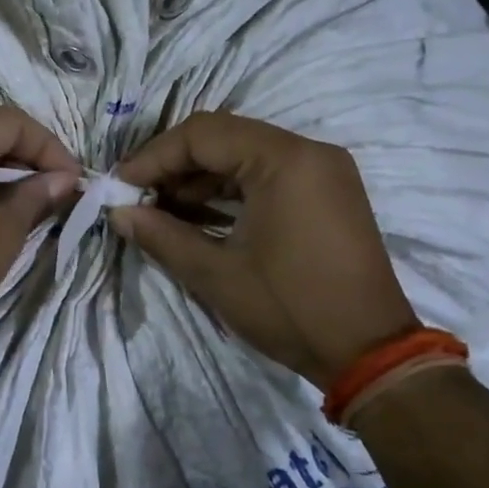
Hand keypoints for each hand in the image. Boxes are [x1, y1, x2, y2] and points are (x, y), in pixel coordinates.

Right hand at [110, 112, 416, 387]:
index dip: (154, 156)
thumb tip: (117, 213)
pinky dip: (230, 188)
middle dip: (174, 164)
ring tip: (162, 209)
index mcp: (284, 160)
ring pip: (245, 153)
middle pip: (224, 136)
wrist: (371, 352)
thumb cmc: (289, 308)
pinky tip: (200, 214)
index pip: (203, 134)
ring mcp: (323, 170)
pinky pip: (268, 173)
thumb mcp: (215, 274)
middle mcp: (309, 151)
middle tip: (138, 196)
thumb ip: (160, 235)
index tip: (120, 185)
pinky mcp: (328, 192)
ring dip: (200, 176)